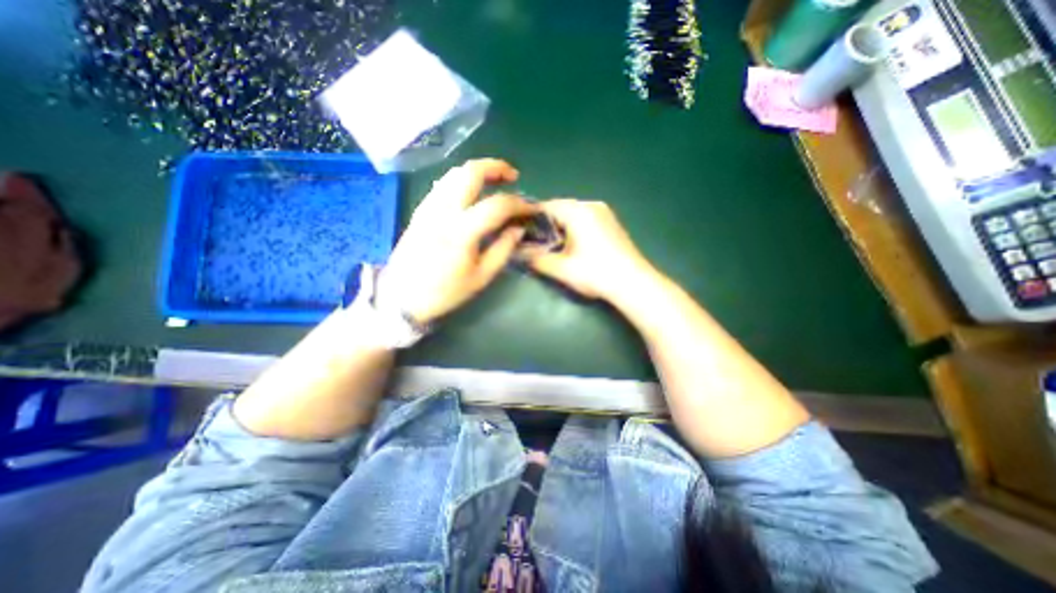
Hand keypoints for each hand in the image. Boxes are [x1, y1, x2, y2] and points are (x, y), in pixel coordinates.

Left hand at [377, 159, 536, 323]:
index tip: (531, 209)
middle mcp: (443, 211)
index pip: (497, 205)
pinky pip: (443, 184)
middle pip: (471, 172)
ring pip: (454, 173)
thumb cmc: (444, 292)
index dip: (519, 203)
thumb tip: (518, 228)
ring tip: (495, 181)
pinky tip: (472, 193)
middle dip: (496, 167)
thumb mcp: (481, 277)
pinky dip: (462, 180)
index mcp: (461, 232)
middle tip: (513, 177)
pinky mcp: (420, 210)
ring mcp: (428, 207)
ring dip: (478, 171)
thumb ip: (503, 249)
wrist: (401, 297)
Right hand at [525, 198, 652, 301]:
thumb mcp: (561, 268)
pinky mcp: (612, 223)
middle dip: (545, 224)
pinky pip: (586, 219)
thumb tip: (517, 252)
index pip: (545, 206)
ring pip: (573, 214)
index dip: (529, 219)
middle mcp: (591, 205)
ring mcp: (604, 213)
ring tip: (551, 246)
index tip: (519, 232)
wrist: (634, 283)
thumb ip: (535, 259)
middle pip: (560, 209)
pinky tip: (572, 246)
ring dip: (560, 227)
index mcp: (578, 211)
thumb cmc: (595, 273)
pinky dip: (574, 228)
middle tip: (534, 242)